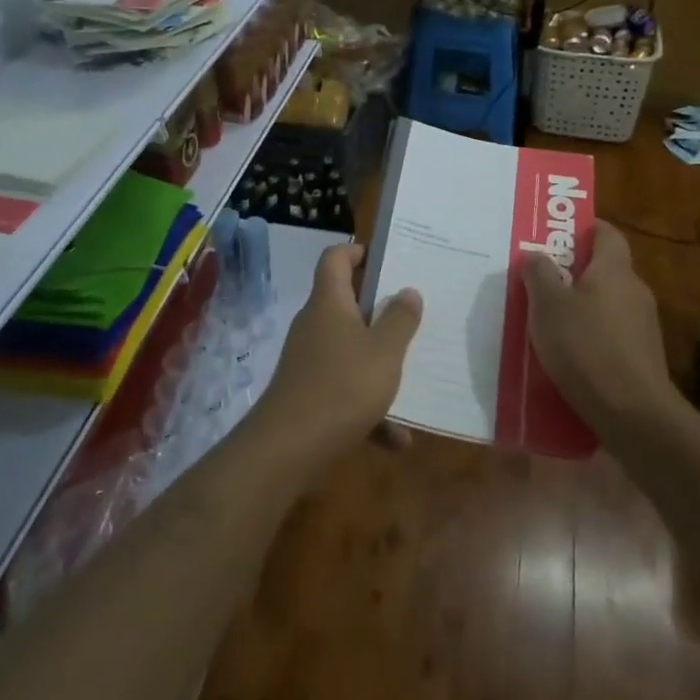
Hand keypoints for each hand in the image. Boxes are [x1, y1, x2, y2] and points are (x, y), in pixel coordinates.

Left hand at [254, 242, 422, 459]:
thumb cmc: (342, 386)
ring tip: (412, 375)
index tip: (383, 258)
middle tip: (410, 312)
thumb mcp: (384, 352)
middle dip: (377, 309)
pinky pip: (344, 391)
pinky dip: (369, 409)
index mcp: (329, 302)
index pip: (335, 258)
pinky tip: (397, 438)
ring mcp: (308, 360)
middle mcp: (314, 324)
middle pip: (344, 303)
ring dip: (378, 363)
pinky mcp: (307, 394)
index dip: (356, 251)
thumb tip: (408, 290)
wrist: (288, 449)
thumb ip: (400, 319)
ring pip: (349, 350)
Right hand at [522, 219, 675, 433]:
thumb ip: (539, 274)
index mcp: (614, 270)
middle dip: (576, 271)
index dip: (586, 229)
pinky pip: (614, 333)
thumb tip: (535, 253)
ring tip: (551, 320)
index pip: (608, 233)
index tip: (559, 235)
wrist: (633, 414)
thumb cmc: (586, 347)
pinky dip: (593, 335)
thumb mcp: (547, 306)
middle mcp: (635, 291)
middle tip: (543, 279)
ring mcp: (644, 326)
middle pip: (606, 269)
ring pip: (609, 303)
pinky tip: (571, 354)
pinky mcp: (644, 357)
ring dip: (584, 306)